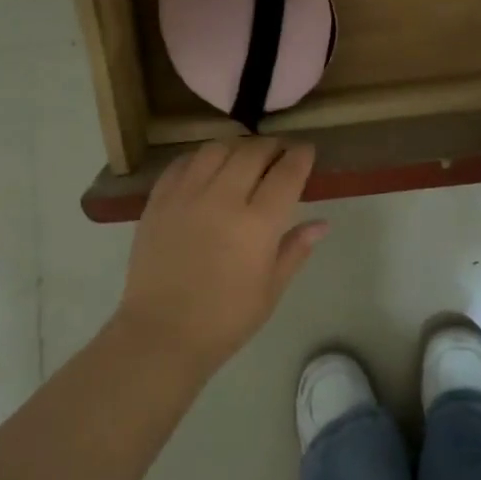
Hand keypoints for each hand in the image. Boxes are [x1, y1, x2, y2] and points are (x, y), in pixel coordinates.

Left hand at [119, 137, 327, 371]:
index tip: (306, 150)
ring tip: (243, 157)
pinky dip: (200, 158)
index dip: (300, 156)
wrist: (161, 333)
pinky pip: (182, 163)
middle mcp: (222, 199)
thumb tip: (322, 224)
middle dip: (272, 146)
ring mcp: (186, 195)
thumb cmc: (225, 319)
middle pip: (252, 152)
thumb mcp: (270, 290)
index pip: (286, 173)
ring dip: (236, 147)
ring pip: (216, 149)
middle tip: (279, 151)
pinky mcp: (158, 200)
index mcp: (257, 224)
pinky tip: (207, 168)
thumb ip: (295, 249)